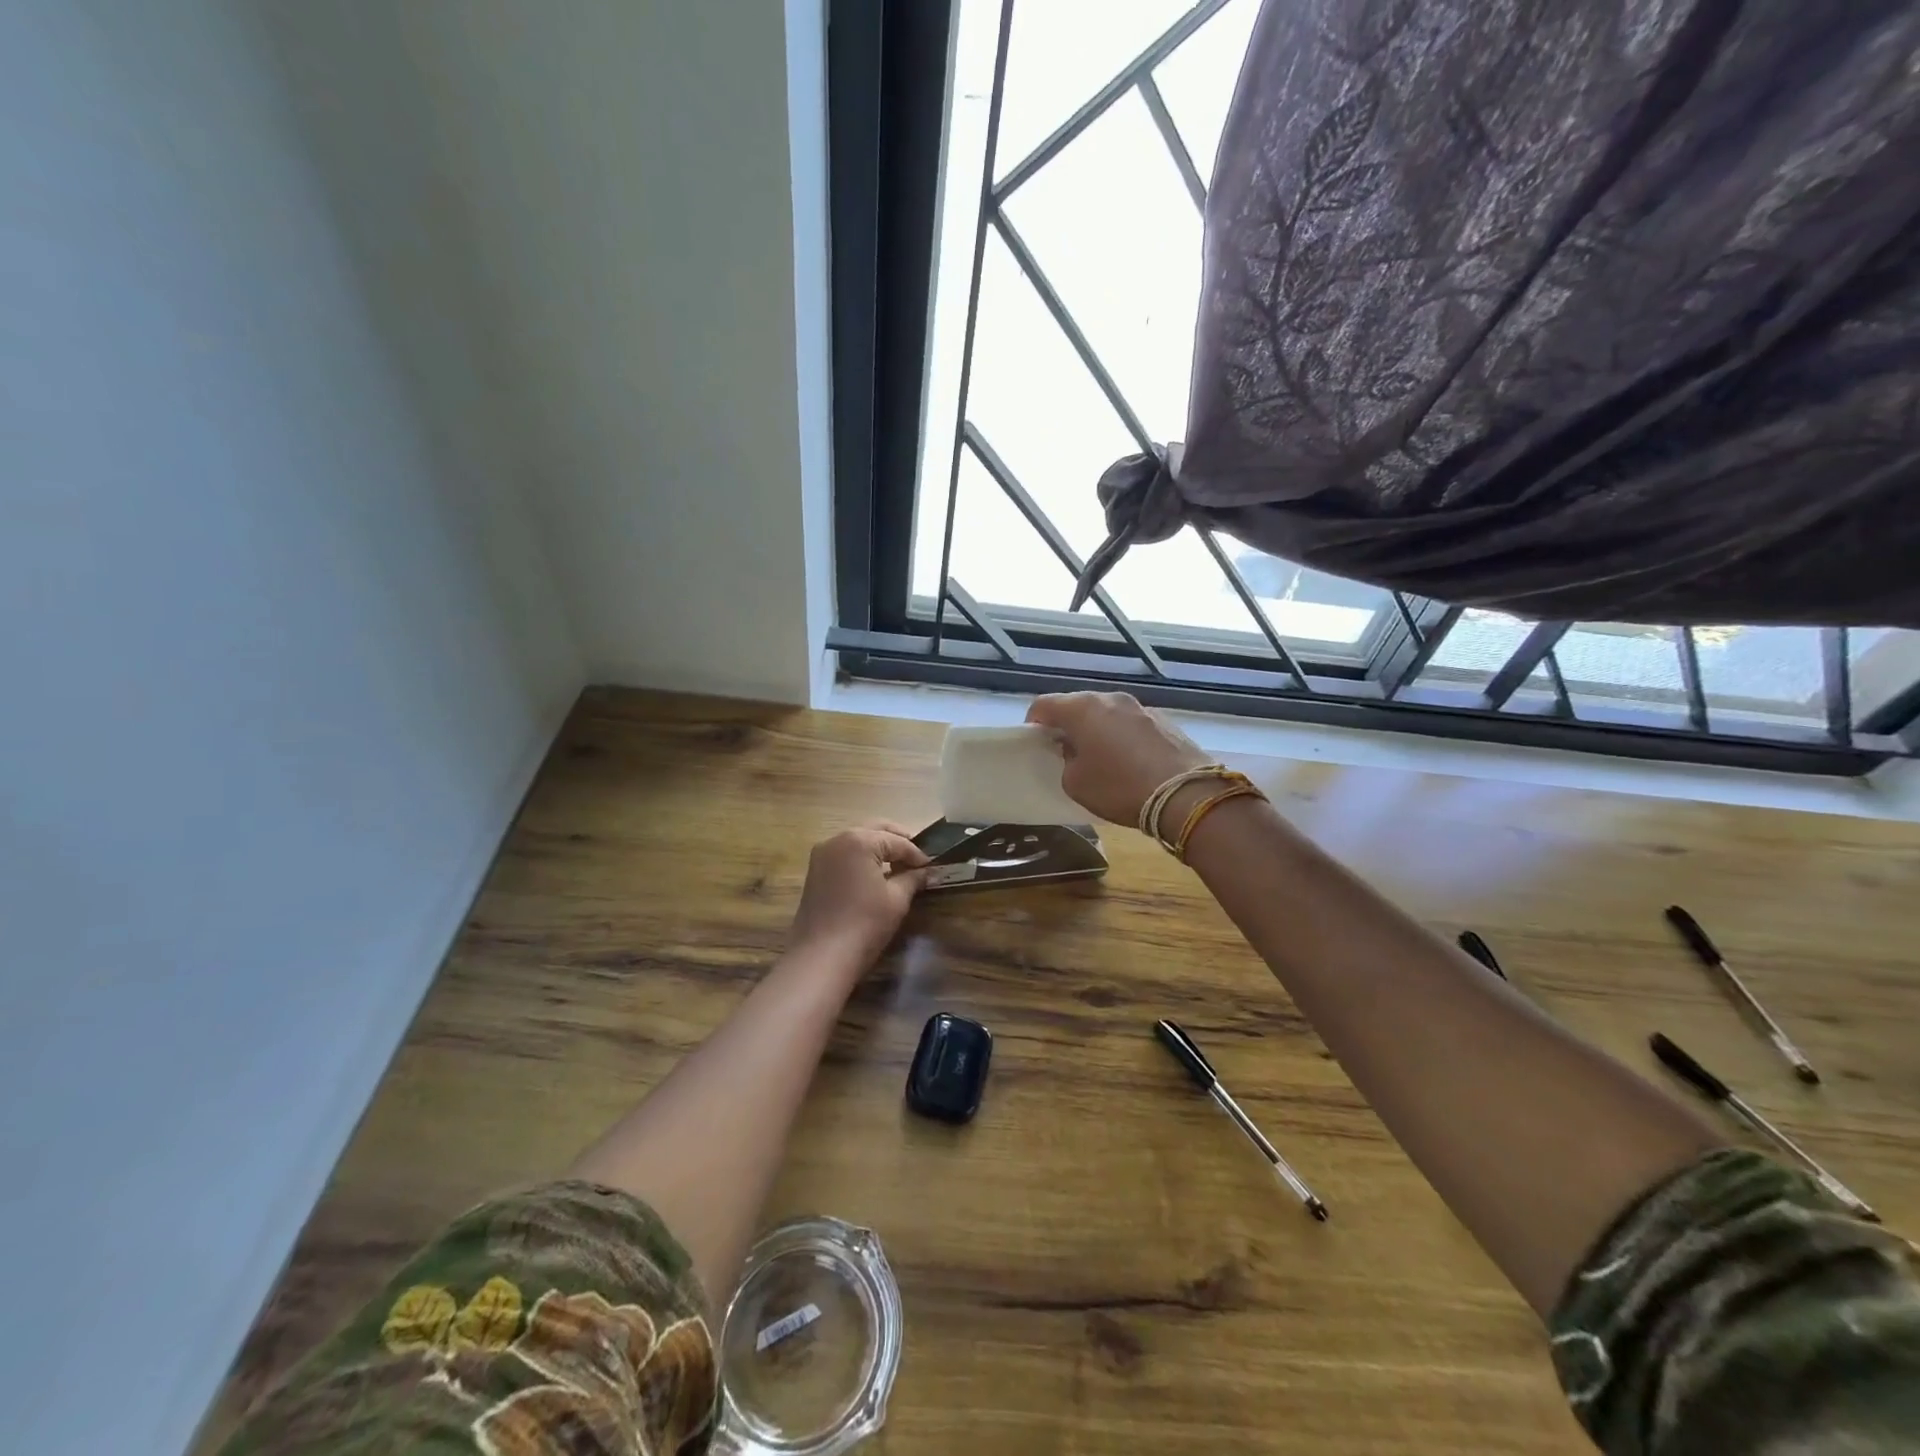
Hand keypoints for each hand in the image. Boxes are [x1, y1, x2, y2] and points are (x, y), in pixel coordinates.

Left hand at [786, 823, 930, 966]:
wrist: (821, 957)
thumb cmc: (864, 924)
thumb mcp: (896, 899)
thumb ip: (913, 878)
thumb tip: (928, 871)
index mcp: (859, 840)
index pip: (897, 841)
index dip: (917, 854)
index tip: (932, 867)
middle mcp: (837, 839)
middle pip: (875, 830)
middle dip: (898, 842)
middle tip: (917, 859)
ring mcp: (822, 854)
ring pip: (858, 840)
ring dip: (879, 848)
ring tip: (899, 867)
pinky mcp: (815, 871)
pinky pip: (845, 854)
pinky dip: (862, 858)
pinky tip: (876, 875)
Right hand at [1025, 692, 1208, 824]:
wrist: (1186, 795)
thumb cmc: (1119, 788)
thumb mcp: (1075, 783)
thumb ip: (1067, 761)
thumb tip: (1075, 751)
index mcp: (1082, 709)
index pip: (1044, 704)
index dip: (1034, 722)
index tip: (1036, 741)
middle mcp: (1110, 699)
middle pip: (1077, 705)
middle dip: (1067, 724)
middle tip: (1065, 750)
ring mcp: (1140, 707)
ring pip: (1107, 713)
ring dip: (1097, 729)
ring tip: (1100, 756)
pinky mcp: (1165, 720)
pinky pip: (1131, 724)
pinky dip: (1123, 736)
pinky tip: (1130, 761)